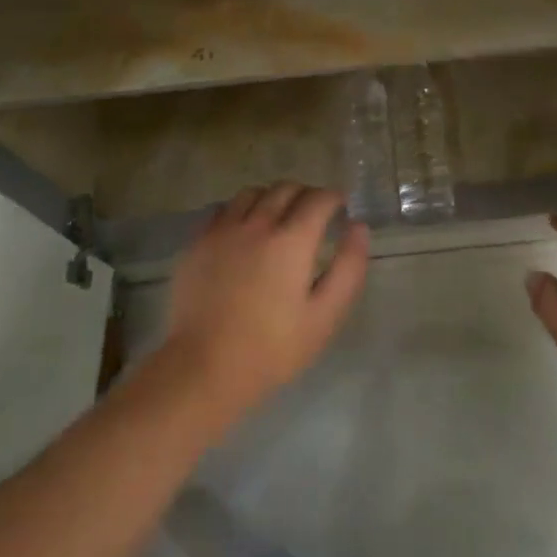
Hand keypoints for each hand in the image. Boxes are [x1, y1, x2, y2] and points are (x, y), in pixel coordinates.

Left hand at [159, 184, 369, 426]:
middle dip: (306, 194)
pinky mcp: (197, 243)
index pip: (319, 198)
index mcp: (292, 240)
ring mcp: (222, 230)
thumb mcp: (325, 316)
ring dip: (272, 198)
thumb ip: (348, 267)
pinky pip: (222, 210)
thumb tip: (358, 227)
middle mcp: (257, 223)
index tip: (341, 207)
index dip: (335, 197)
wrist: (203, 367)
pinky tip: (243, 231)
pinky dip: (240, 210)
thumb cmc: (272, 348)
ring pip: (252, 193)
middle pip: (286, 188)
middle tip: (314, 214)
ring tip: (277, 218)